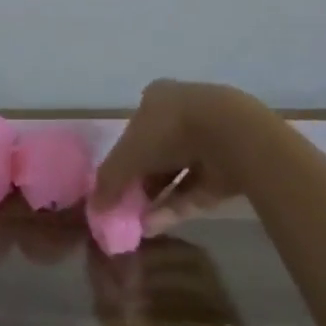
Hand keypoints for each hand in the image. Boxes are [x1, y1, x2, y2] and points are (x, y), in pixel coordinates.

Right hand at [90, 79, 253, 235]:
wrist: (232, 134)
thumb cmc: (170, 129)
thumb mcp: (129, 153)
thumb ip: (110, 179)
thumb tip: (94, 206)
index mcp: (157, 98)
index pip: (135, 127)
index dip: (123, 155)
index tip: (115, 182)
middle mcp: (182, 114)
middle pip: (156, 151)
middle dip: (141, 179)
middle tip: (126, 207)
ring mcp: (208, 140)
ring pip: (177, 172)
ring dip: (157, 197)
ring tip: (138, 224)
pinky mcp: (227, 167)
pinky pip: (196, 189)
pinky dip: (176, 206)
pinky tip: (155, 226)